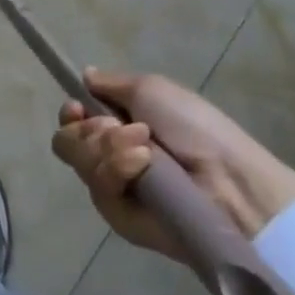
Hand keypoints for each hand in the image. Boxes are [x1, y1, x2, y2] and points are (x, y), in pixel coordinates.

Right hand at [51, 68, 294, 257]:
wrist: (227, 180)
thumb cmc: (195, 127)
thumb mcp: (152, 90)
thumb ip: (112, 84)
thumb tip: (85, 76)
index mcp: (118, 128)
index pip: (72, 124)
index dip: (70, 114)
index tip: (78, 107)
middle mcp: (110, 159)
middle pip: (66, 141)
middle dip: (91, 129)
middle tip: (122, 128)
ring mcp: (114, 190)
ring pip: (79, 161)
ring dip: (109, 147)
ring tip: (145, 149)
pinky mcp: (120, 219)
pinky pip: (99, 188)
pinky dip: (118, 169)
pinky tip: (143, 165)